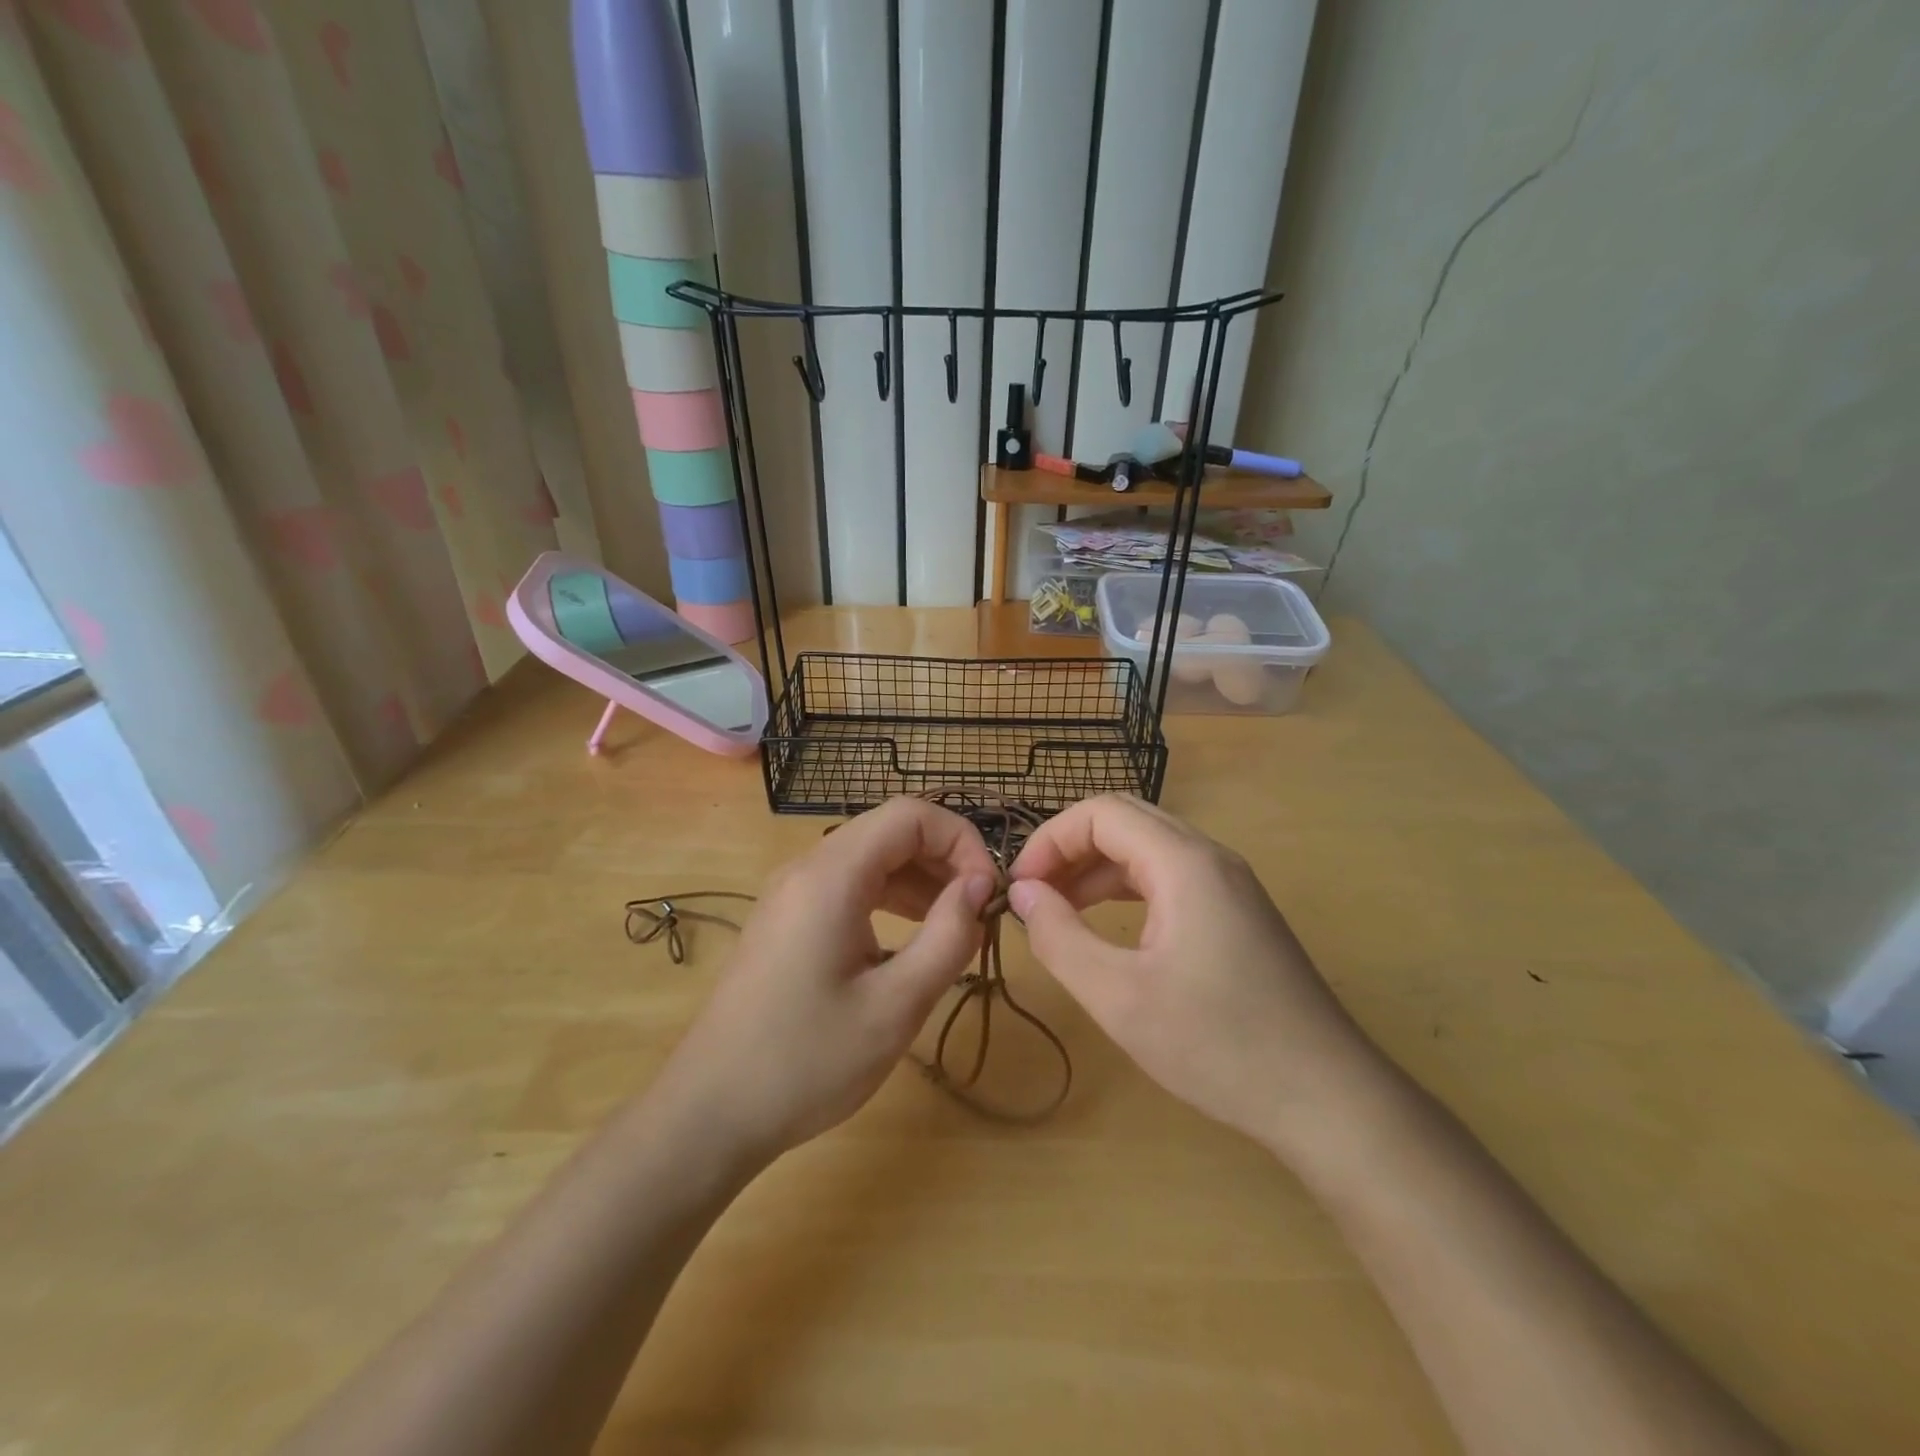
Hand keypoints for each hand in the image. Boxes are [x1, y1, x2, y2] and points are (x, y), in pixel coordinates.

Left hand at [655, 797, 998, 1162]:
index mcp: (831, 876)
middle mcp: (807, 869)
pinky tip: (912, 939)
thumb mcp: (895, 1006)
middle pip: (890, 831)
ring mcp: (791, 893)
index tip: (988, 892)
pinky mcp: (787, 920)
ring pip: (870, 858)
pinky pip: (848, 886)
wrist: (710, 1112)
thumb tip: (980, 886)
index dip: (960, 840)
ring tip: (956, 926)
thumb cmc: (806, 1062)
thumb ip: (948, 937)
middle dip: (944, 859)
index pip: (910, 815)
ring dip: (919, 879)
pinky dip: (889, 898)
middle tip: (978, 912)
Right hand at [1007, 795, 1381, 1150]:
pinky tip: (1106, 927)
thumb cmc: (1219, 1045)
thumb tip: (1021, 892)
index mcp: (1184, 862)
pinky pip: (1169, 878)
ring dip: (1096, 870)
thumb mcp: (1119, 996)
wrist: (1329, 1099)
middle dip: (1069, 850)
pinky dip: (1126, 890)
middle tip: (1032, 896)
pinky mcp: (1237, 913)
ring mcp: (1230, 884)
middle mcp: (1210, 857)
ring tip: (1056, 912)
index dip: (1050, 840)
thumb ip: (1059, 937)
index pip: (1100, 812)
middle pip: (1124, 821)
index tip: (1019, 888)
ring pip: (1147, 849)